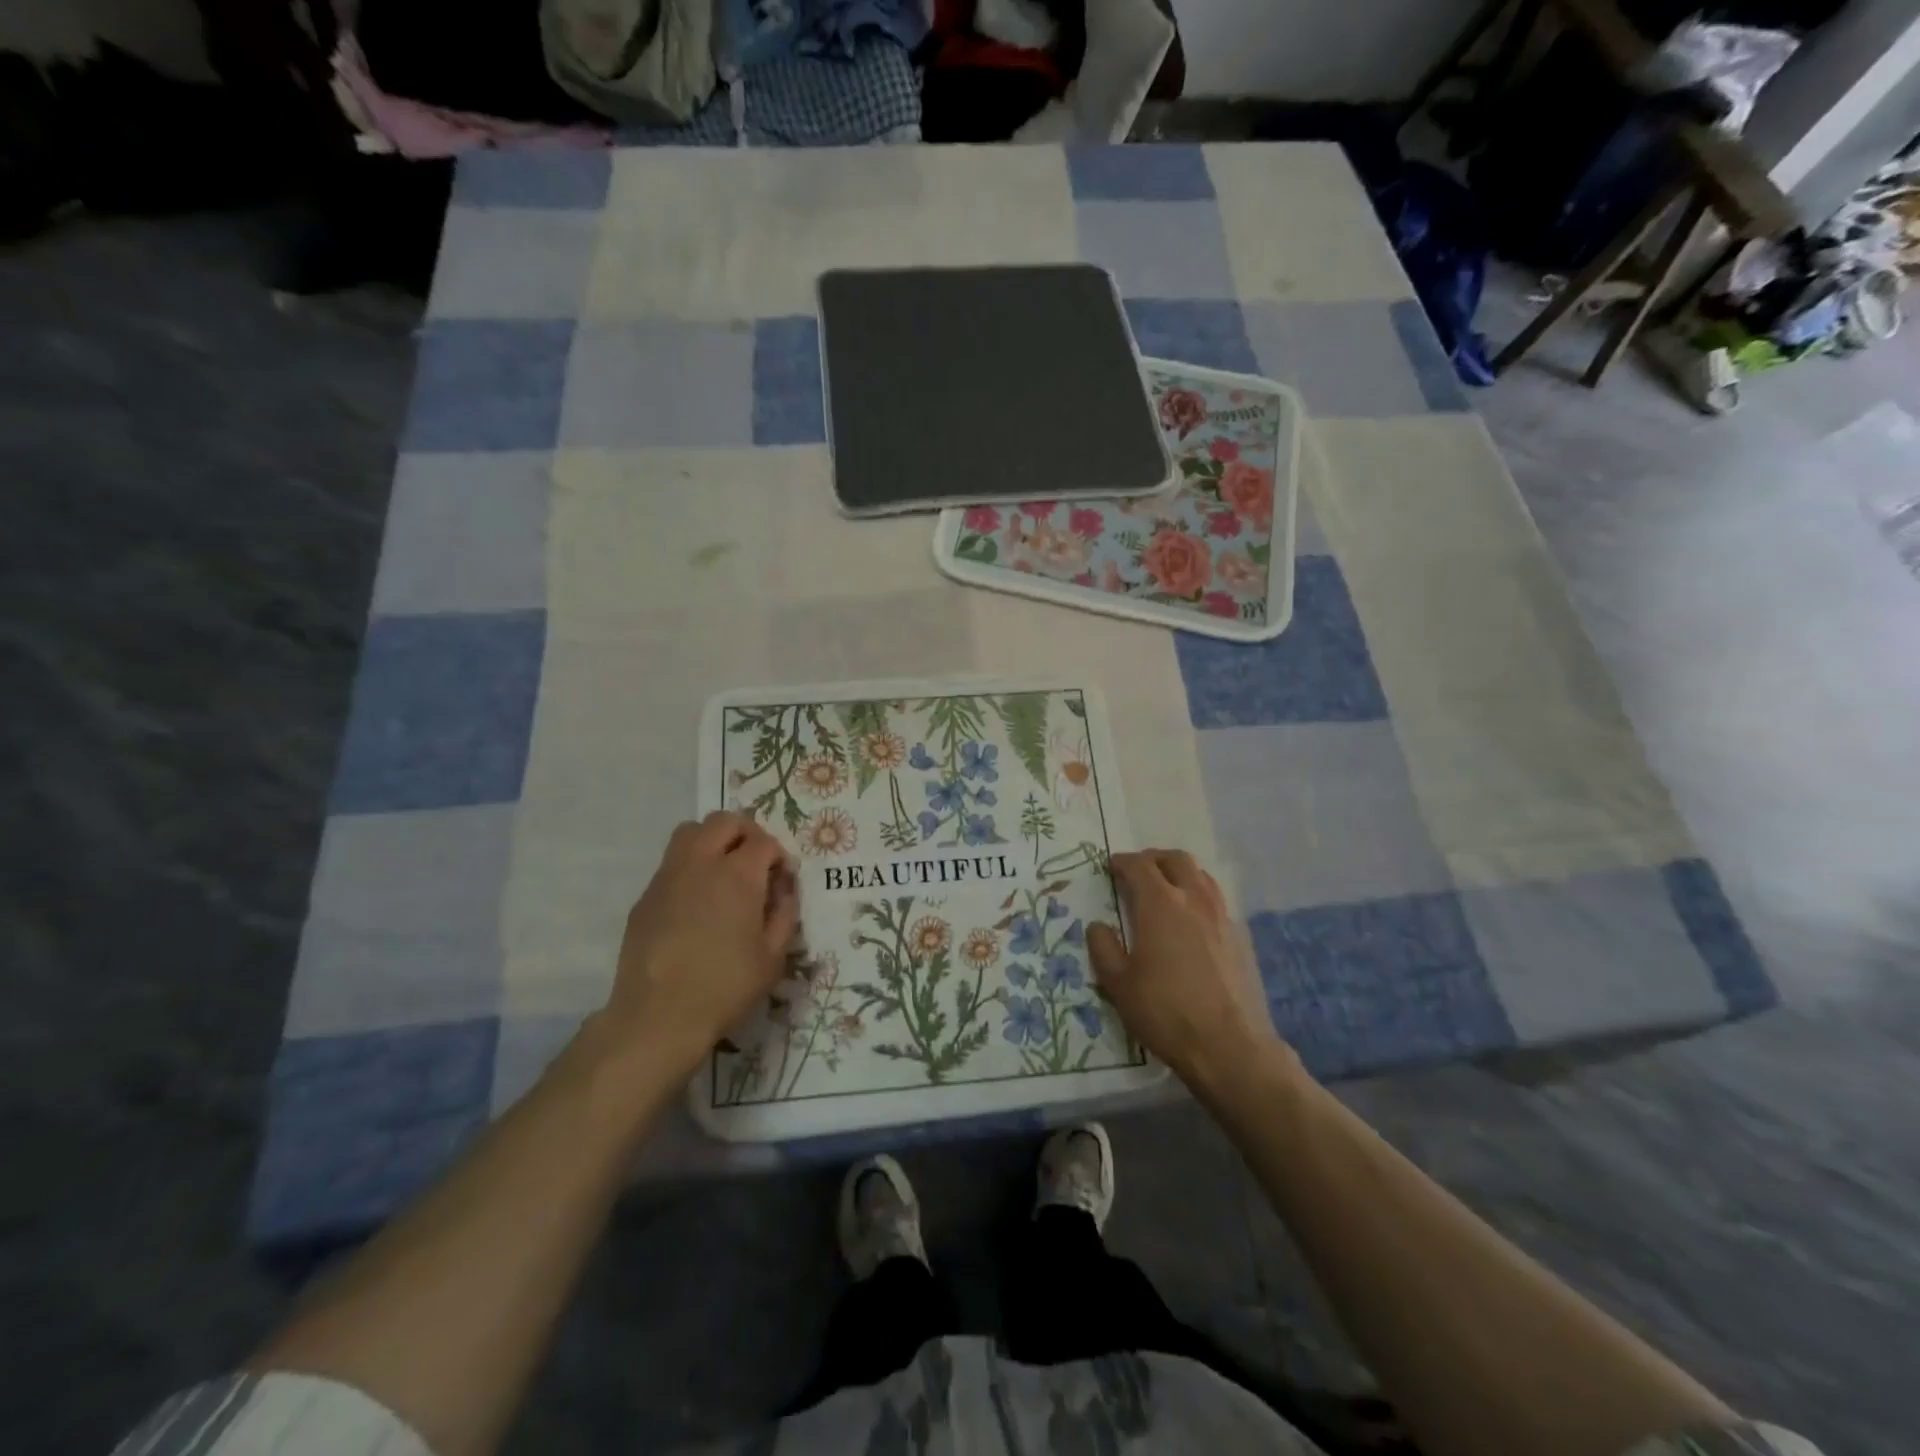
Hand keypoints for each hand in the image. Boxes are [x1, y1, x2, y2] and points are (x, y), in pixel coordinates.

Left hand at [600, 811, 799, 1082]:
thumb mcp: (774, 956)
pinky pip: (671, 863)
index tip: (781, 881)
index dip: (778, 856)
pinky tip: (696, 904)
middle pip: (724, 821)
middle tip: (755, 863)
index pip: (764, 841)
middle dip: (746, 833)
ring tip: (723, 872)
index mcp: (738, 875)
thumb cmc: (725, 987)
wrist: (658, 1017)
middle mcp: (701, 863)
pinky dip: (690, 867)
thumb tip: (782, 889)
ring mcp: (668, 877)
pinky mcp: (646, 896)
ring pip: (691, 832)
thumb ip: (784, 913)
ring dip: (713, 840)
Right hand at [1088, 850, 1296, 1092]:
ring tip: (1166, 889)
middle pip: (1176, 860)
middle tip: (1138, 871)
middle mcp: (1194, 900)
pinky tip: (1192, 921)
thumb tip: (1098, 926)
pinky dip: (1199, 896)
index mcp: (1160, 904)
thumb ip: (1104, 948)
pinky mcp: (1241, 937)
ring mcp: (1222, 916)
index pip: (1139, 866)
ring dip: (1180, 873)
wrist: (1230, 1046)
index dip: (1123, 862)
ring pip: (1201, 876)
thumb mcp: (1119, 985)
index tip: (1111, 866)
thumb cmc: (1166, 1012)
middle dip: (1154, 859)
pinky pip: (1216, 900)